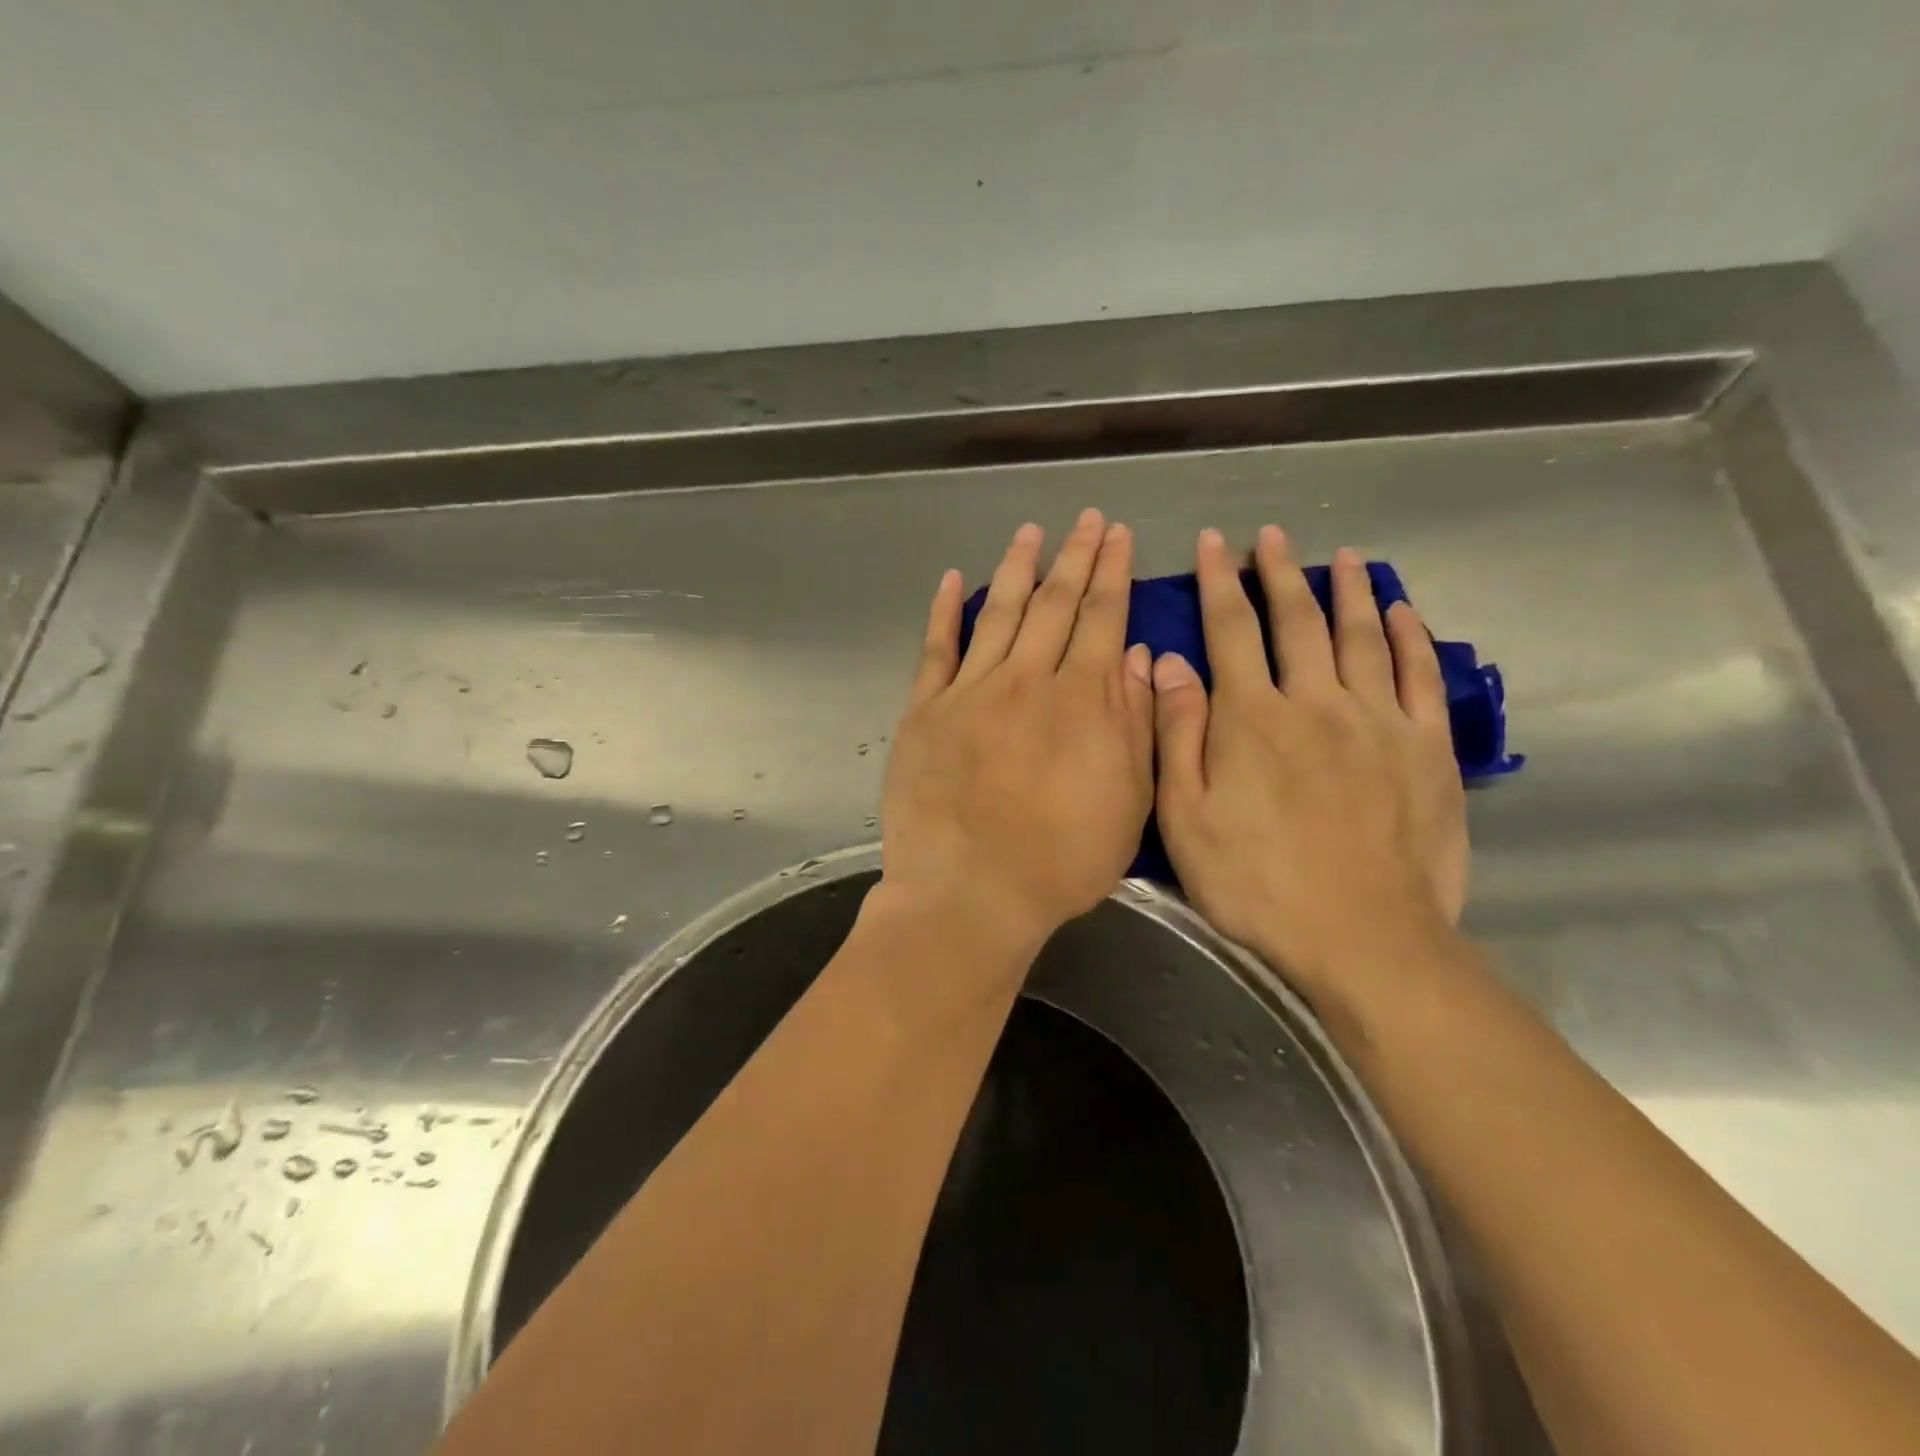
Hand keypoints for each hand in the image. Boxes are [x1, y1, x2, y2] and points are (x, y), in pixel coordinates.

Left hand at [880, 510, 1154, 955]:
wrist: (970, 892)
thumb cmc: (1061, 860)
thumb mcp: (1127, 802)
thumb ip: (1133, 724)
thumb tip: (1133, 657)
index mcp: (1081, 700)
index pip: (1101, 618)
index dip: (1112, 573)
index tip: (1117, 535)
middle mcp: (1026, 680)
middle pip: (1054, 604)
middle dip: (1074, 557)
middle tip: (1086, 519)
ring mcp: (969, 692)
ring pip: (999, 614)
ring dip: (1018, 569)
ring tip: (1031, 532)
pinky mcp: (924, 712)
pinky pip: (936, 650)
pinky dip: (945, 613)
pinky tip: (953, 581)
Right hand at [1151, 527, 1468, 996]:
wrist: (1361, 937)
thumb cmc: (1255, 883)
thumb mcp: (1184, 818)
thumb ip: (1176, 734)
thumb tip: (1166, 663)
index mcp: (1250, 718)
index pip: (1229, 630)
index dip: (1218, 582)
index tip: (1212, 544)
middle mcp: (1314, 701)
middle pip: (1296, 621)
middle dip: (1280, 573)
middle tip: (1272, 536)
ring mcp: (1377, 721)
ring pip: (1361, 636)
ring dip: (1346, 590)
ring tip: (1340, 556)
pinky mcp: (1426, 748)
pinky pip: (1419, 676)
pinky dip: (1410, 637)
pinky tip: (1401, 611)